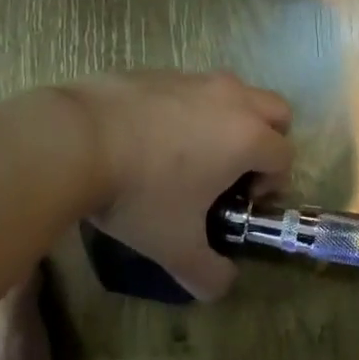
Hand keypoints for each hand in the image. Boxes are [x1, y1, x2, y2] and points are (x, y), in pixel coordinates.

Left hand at [73, 71, 292, 299]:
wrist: (73, 139)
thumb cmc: (138, 195)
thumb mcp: (174, 247)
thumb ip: (207, 274)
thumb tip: (222, 288)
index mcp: (247, 138)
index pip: (285, 157)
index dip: (272, 184)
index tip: (241, 202)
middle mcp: (230, 100)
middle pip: (275, 111)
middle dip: (266, 140)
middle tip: (232, 171)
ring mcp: (193, 79)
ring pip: (234, 91)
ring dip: (230, 118)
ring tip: (192, 151)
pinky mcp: (158, 70)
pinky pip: (191, 86)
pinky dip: (188, 107)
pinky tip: (152, 135)